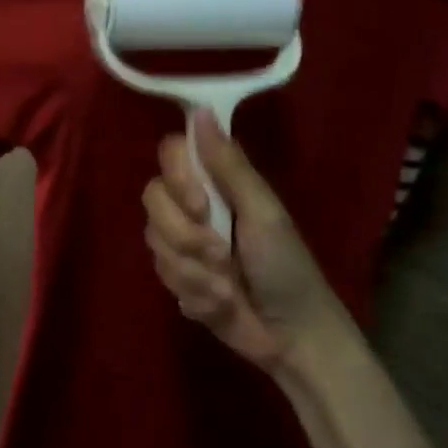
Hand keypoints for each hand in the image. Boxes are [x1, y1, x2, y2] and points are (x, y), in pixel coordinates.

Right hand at [141, 114, 354, 375]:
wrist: (293, 337)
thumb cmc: (286, 265)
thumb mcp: (263, 212)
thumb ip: (228, 164)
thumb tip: (202, 109)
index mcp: (216, 181)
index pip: (171, 154)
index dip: (178, 179)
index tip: (201, 206)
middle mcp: (192, 204)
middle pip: (153, 198)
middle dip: (186, 237)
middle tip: (223, 257)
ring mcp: (182, 242)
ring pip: (155, 242)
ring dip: (194, 272)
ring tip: (227, 288)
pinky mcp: (178, 278)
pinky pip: (163, 277)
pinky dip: (196, 294)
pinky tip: (221, 304)